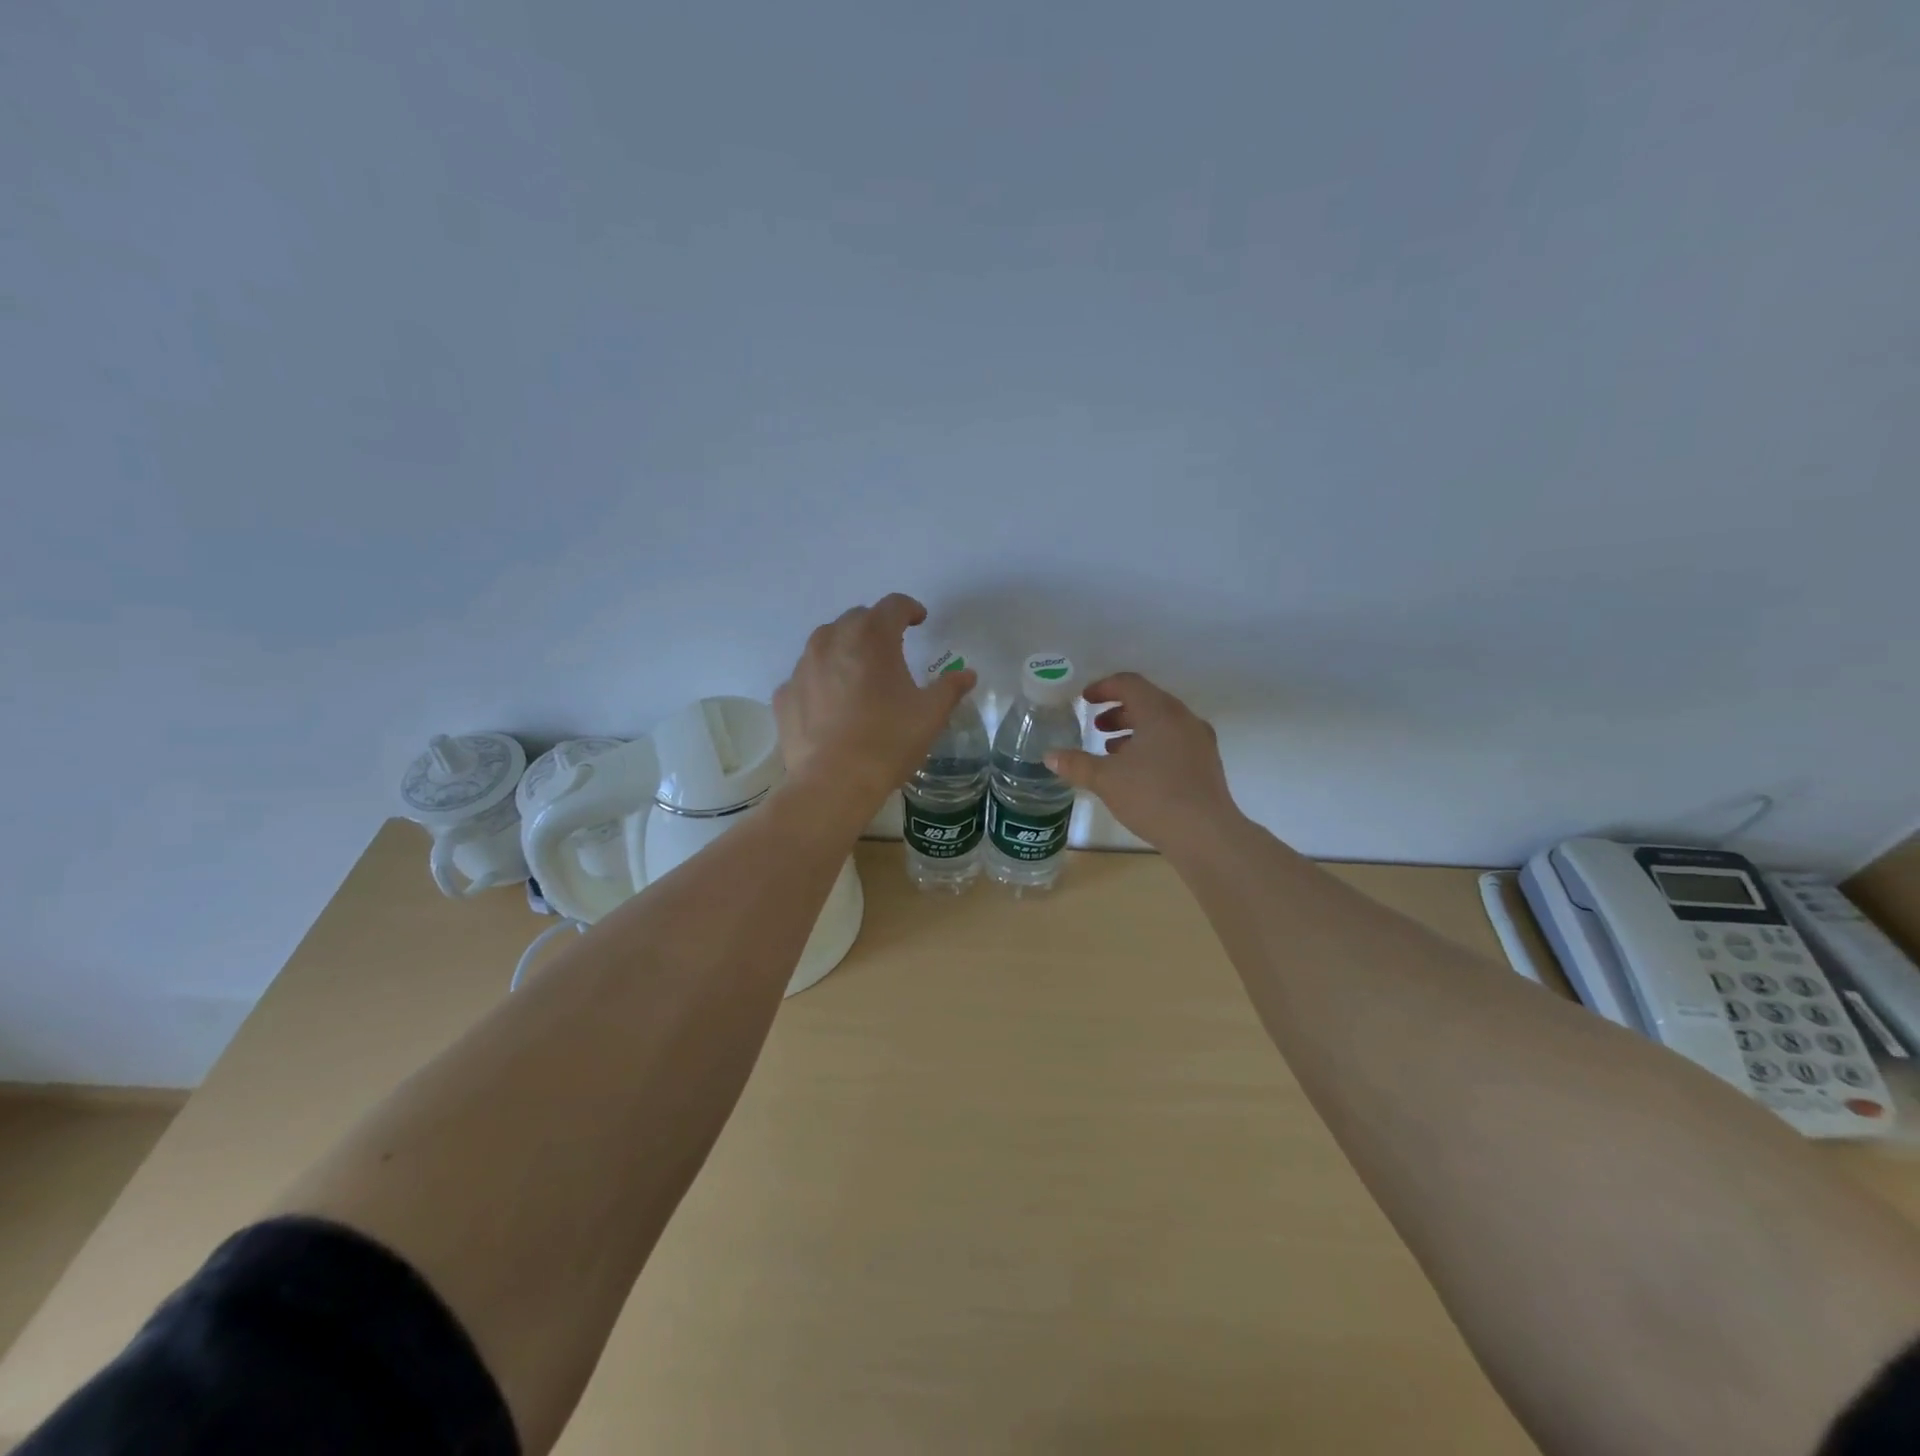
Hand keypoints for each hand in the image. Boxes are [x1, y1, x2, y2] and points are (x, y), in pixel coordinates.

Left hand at [774, 593, 977, 811]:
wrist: (833, 783)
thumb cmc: (888, 741)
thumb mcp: (930, 715)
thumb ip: (950, 688)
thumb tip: (967, 674)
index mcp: (872, 637)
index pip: (893, 605)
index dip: (909, 609)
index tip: (919, 621)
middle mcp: (832, 641)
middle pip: (856, 619)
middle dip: (875, 627)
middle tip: (891, 648)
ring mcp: (802, 667)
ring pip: (825, 643)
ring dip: (844, 649)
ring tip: (858, 674)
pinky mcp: (784, 695)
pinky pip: (806, 677)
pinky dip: (820, 682)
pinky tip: (831, 705)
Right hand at [1045, 672, 1239, 852]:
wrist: (1205, 834)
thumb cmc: (1152, 796)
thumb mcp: (1106, 779)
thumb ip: (1076, 764)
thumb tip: (1050, 756)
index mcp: (1160, 711)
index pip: (1129, 684)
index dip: (1103, 688)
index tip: (1084, 700)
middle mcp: (1183, 718)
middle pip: (1147, 701)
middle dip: (1118, 710)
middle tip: (1096, 726)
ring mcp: (1199, 741)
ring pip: (1162, 723)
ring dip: (1135, 730)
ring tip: (1111, 750)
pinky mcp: (1206, 764)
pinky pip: (1174, 741)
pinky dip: (1152, 746)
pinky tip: (1136, 771)